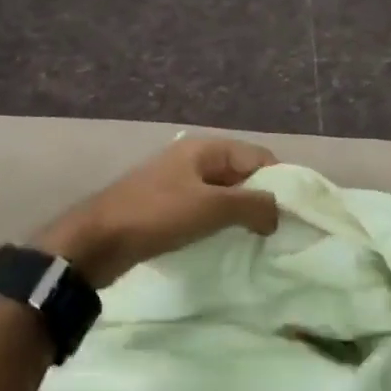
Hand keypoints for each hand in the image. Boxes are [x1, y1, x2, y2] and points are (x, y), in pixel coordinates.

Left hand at [31, 137, 280, 287]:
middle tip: (279, 230)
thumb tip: (279, 213)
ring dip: (240, 213)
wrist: (96, 241)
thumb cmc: (157, 216)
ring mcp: (177, 183)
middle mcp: (192, 159)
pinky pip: (204, 209)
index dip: (280, 181)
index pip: (259, 156)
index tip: (294, 213)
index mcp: (205, 148)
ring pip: (223, 193)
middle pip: (241, 173)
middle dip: (261, 198)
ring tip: (257, 240)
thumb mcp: (211, 208)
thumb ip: (253, 205)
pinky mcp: (165, 207)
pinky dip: (219, 222)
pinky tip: (226, 242)